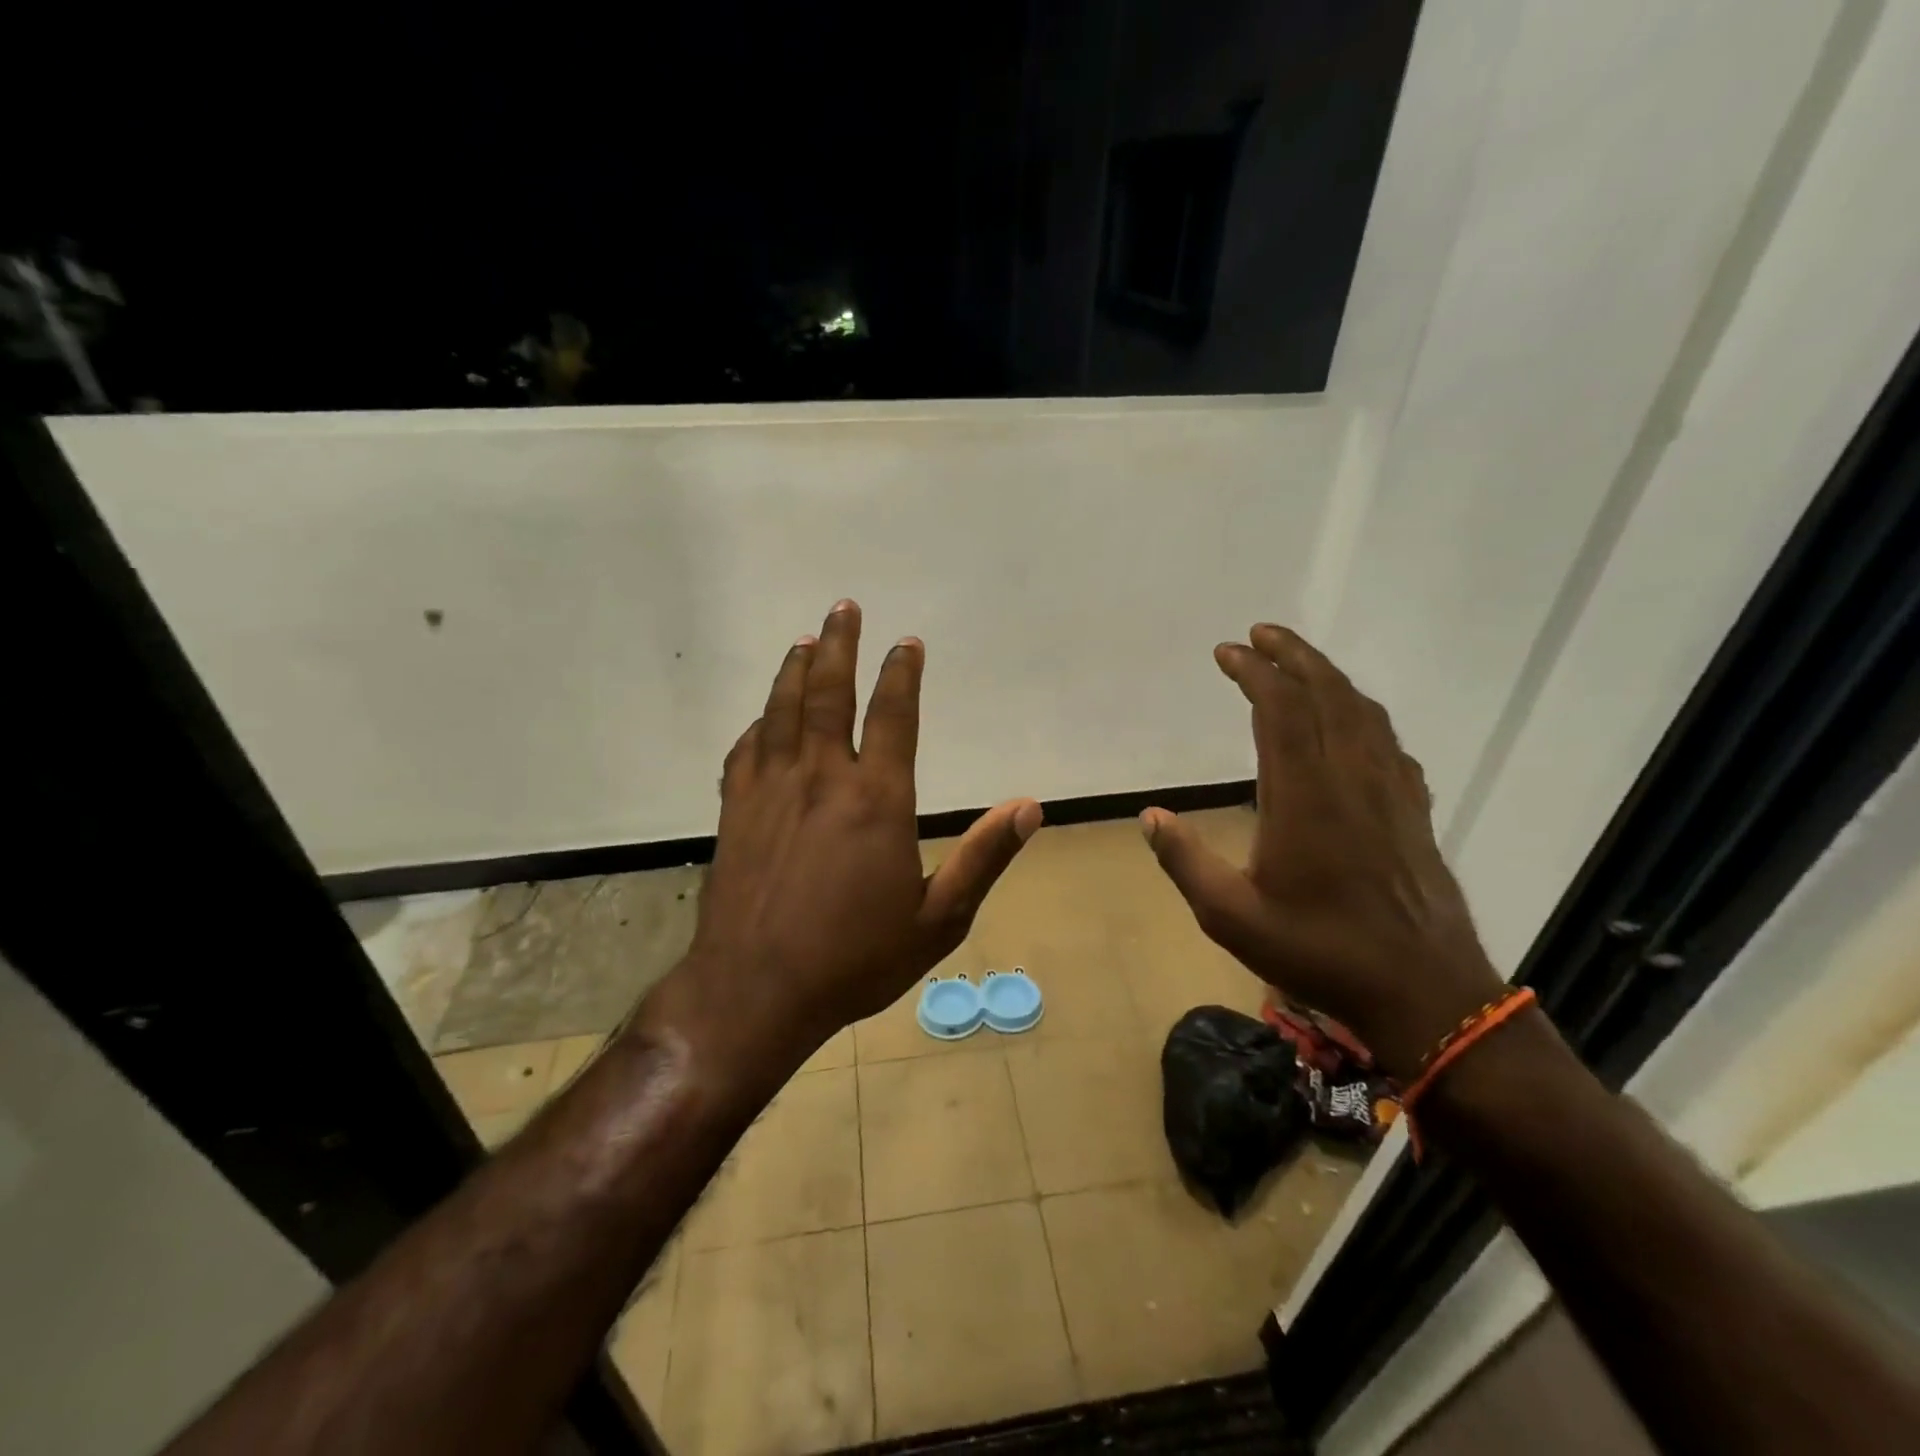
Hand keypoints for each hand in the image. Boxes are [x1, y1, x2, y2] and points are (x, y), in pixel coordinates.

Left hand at [684, 600, 1042, 1050]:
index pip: (893, 716)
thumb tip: (1029, 807)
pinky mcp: (736, 811)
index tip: (906, 643)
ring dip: (795, 670)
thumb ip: (983, 857)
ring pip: (782, 711)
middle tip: (843, 608)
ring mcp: (771, 790)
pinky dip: (759, 724)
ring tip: (804, 641)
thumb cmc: (854, 959)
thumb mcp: (938, 919)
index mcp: (876, 800)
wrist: (755, 991)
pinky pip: (746, 750)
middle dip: (838, 646)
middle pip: (829, 693)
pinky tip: (764, 717)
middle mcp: (822, 778)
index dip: (902, 673)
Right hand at [1139, 624, 1504, 1080]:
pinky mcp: (1414, 811)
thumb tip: (1150, 816)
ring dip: (1329, 677)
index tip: (1227, 651)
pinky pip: (1389, 743)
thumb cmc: (1319, 953)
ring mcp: (1390, 792)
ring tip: (1299, 663)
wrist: (1425, 993)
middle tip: (1261, 633)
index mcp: (1304, 796)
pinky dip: (1363, 716)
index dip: (1254, 672)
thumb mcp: (1231, 917)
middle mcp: (1351, 778)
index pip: (1281, 710)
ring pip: (1363, 712)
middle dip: (1292, 655)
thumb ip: (1186, 862)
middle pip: (1327, 694)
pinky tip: (1353, 725)